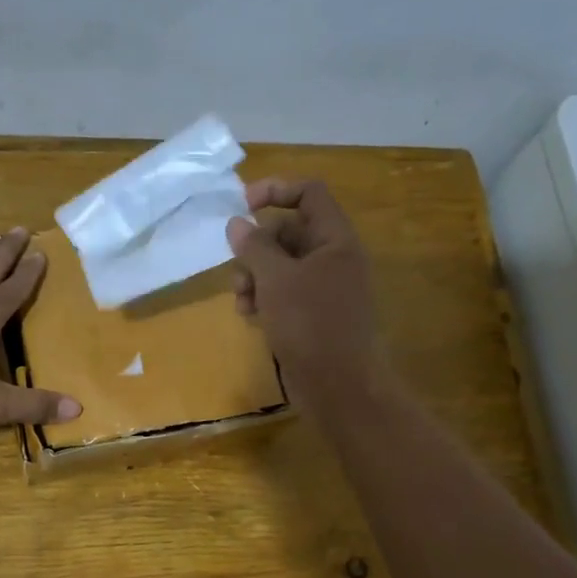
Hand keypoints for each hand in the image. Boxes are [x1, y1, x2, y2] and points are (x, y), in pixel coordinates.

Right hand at [227, 177, 379, 402]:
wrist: (339, 387)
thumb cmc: (311, 325)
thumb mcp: (276, 280)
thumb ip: (254, 247)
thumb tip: (237, 223)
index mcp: (336, 240)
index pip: (309, 193)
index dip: (275, 190)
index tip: (241, 206)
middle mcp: (333, 258)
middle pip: (289, 231)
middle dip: (257, 247)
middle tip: (238, 268)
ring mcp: (325, 288)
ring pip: (282, 265)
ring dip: (255, 276)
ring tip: (242, 300)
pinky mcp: (314, 315)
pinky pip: (284, 293)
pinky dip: (265, 299)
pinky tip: (251, 317)